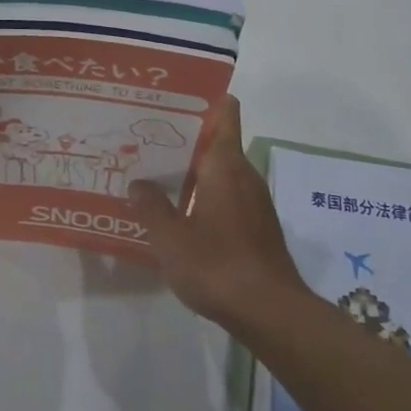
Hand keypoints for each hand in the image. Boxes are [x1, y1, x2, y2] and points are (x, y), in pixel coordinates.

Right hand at [129, 97, 306, 327]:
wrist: (271, 312)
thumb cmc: (218, 266)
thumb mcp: (171, 238)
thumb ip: (151, 207)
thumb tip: (139, 183)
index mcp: (225, 165)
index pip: (225, 112)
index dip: (204, 98)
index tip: (174, 98)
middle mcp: (244, 175)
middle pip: (218, 140)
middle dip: (185, 137)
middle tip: (147, 137)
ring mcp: (254, 201)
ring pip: (221, 170)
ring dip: (193, 168)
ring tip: (156, 173)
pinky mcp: (257, 225)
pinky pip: (228, 194)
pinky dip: (205, 193)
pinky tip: (179, 211)